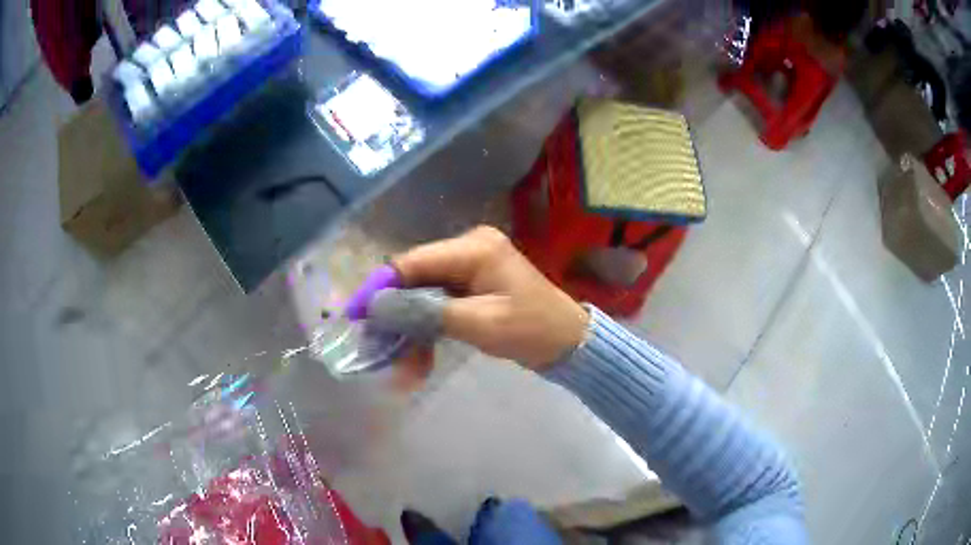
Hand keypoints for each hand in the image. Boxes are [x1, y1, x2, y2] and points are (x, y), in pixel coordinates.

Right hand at [388, 226, 588, 368]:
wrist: (569, 343)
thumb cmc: (532, 330)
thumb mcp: (479, 323)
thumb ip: (426, 313)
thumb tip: (377, 308)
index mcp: (473, 248)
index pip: (412, 262)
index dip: (380, 288)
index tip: (355, 315)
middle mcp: (467, 249)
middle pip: (415, 280)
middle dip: (397, 318)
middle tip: (380, 350)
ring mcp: (469, 268)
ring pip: (424, 297)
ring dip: (412, 332)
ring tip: (404, 370)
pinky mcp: (471, 287)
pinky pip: (438, 306)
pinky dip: (428, 332)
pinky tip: (419, 362)